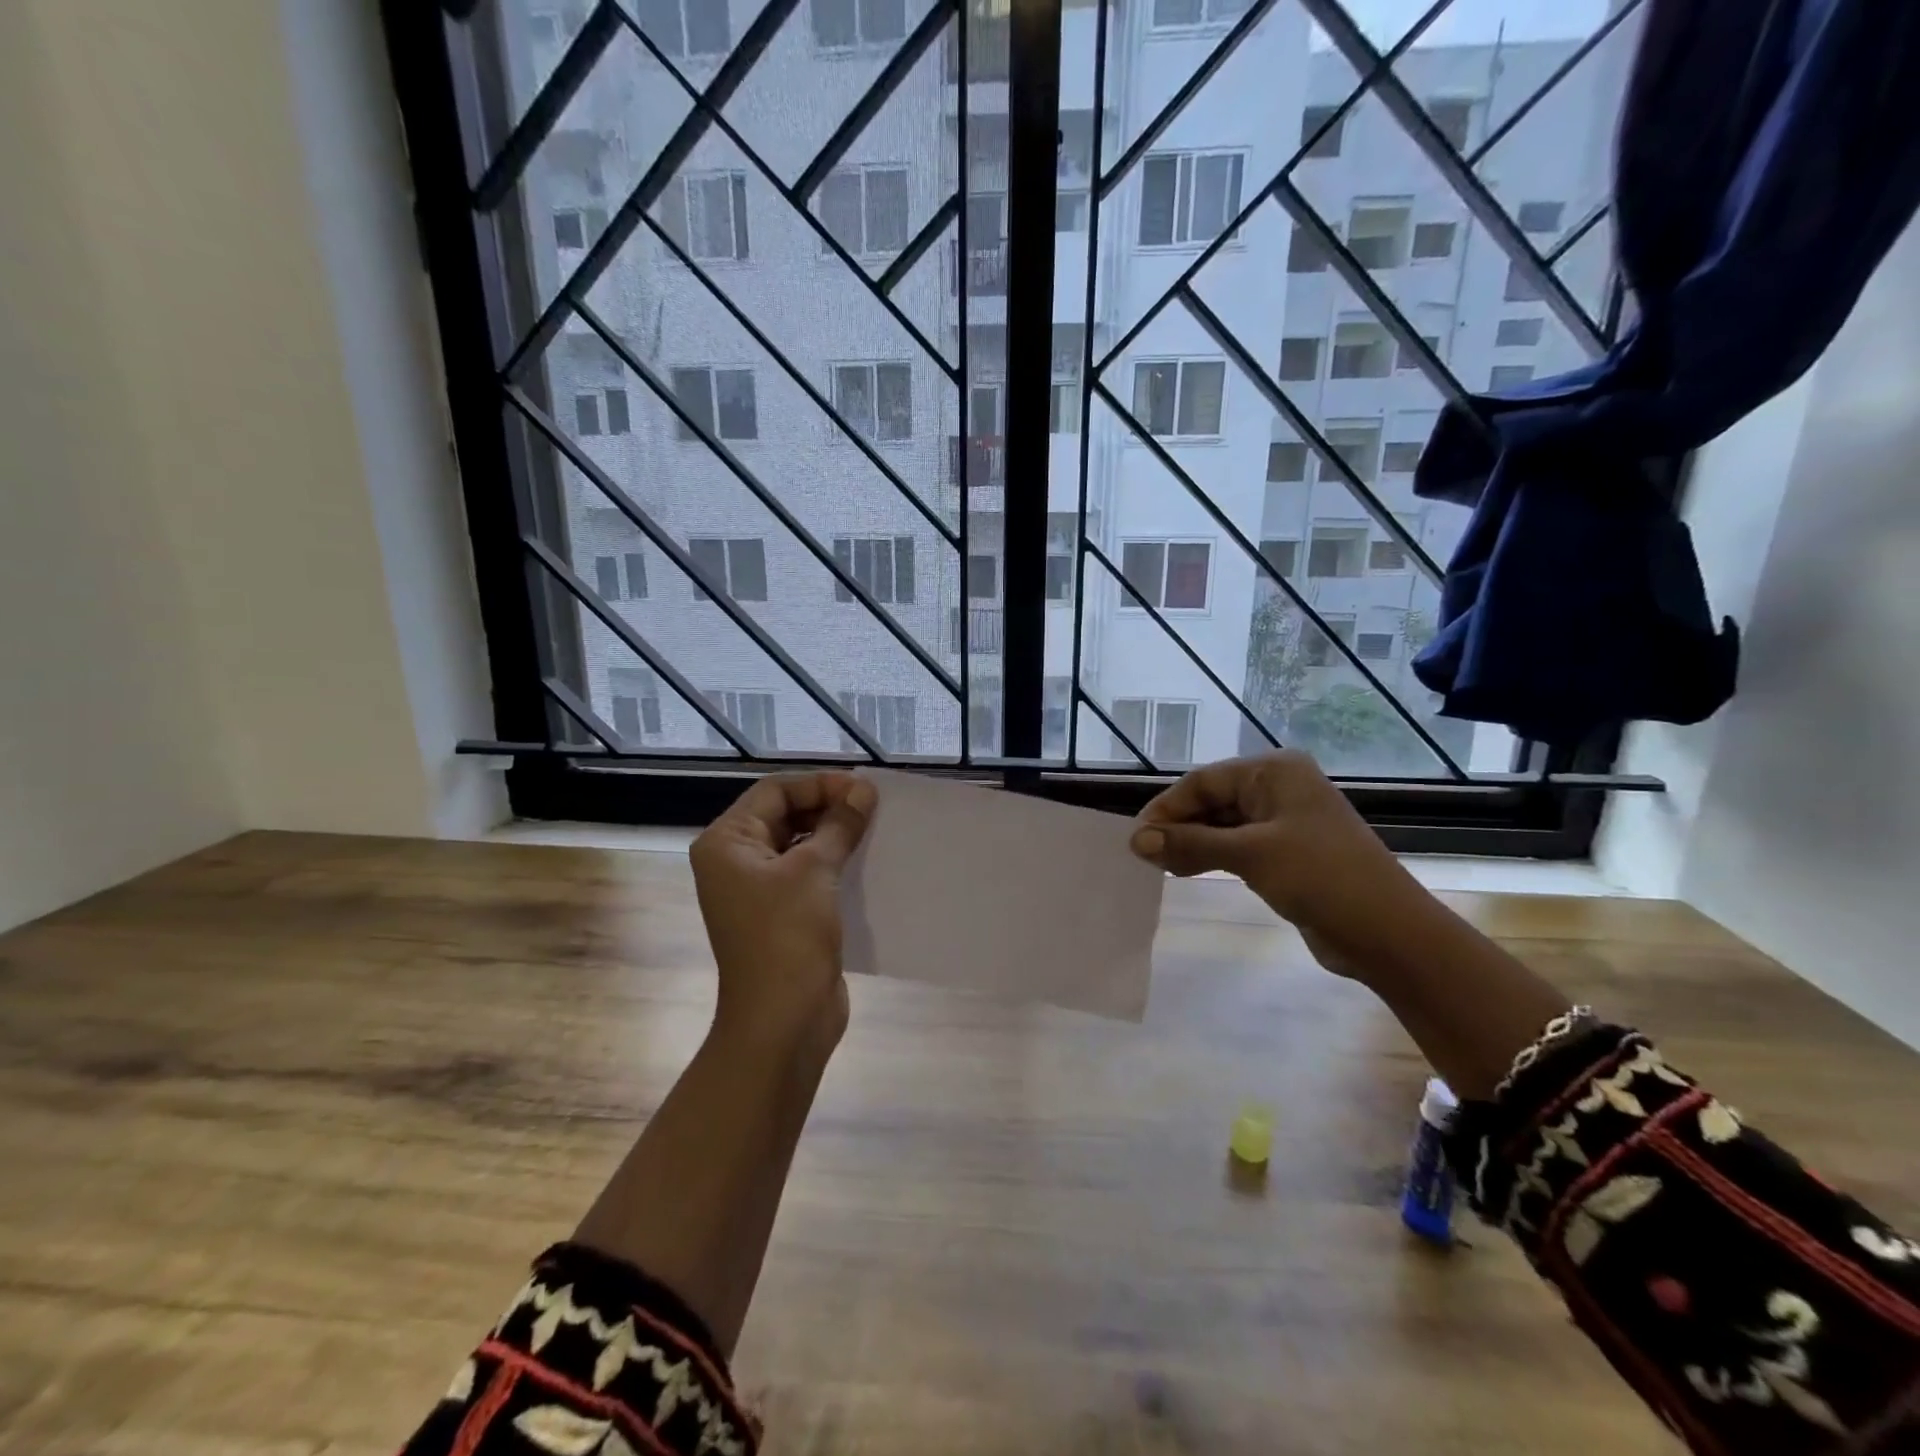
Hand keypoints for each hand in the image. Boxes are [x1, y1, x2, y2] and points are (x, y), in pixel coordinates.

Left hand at [689, 772, 876, 1057]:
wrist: (783, 1020)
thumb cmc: (788, 935)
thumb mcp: (815, 870)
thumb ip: (839, 824)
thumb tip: (863, 789)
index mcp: (727, 842)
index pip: (775, 791)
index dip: (820, 784)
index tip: (863, 788)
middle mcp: (735, 861)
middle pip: (784, 815)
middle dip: (828, 806)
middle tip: (873, 806)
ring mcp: (757, 890)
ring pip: (799, 845)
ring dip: (835, 834)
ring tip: (874, 827)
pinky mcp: (781, 914)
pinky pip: (808, 874)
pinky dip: (835, 862)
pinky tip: (867, 860)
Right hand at [1129, 751, 1433, 981]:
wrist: (1389, 933)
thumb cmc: (1320, 877)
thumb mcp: (1250, 855)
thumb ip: (1190, 844)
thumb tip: (1136, 841)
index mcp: (1274, 772)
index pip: (1203, 781)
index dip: (1166, 808)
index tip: (1135, 838)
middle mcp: (1278, 788)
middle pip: (1211, 800)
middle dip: (1177, 826)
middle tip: (1144, 856)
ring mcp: (1285, 821)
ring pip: (1222, 825)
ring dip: (1191, 843)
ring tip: (1160, 867)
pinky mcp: (1287, 852)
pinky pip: (1237, 846)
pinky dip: (1211, 856)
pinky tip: (1188, 871)